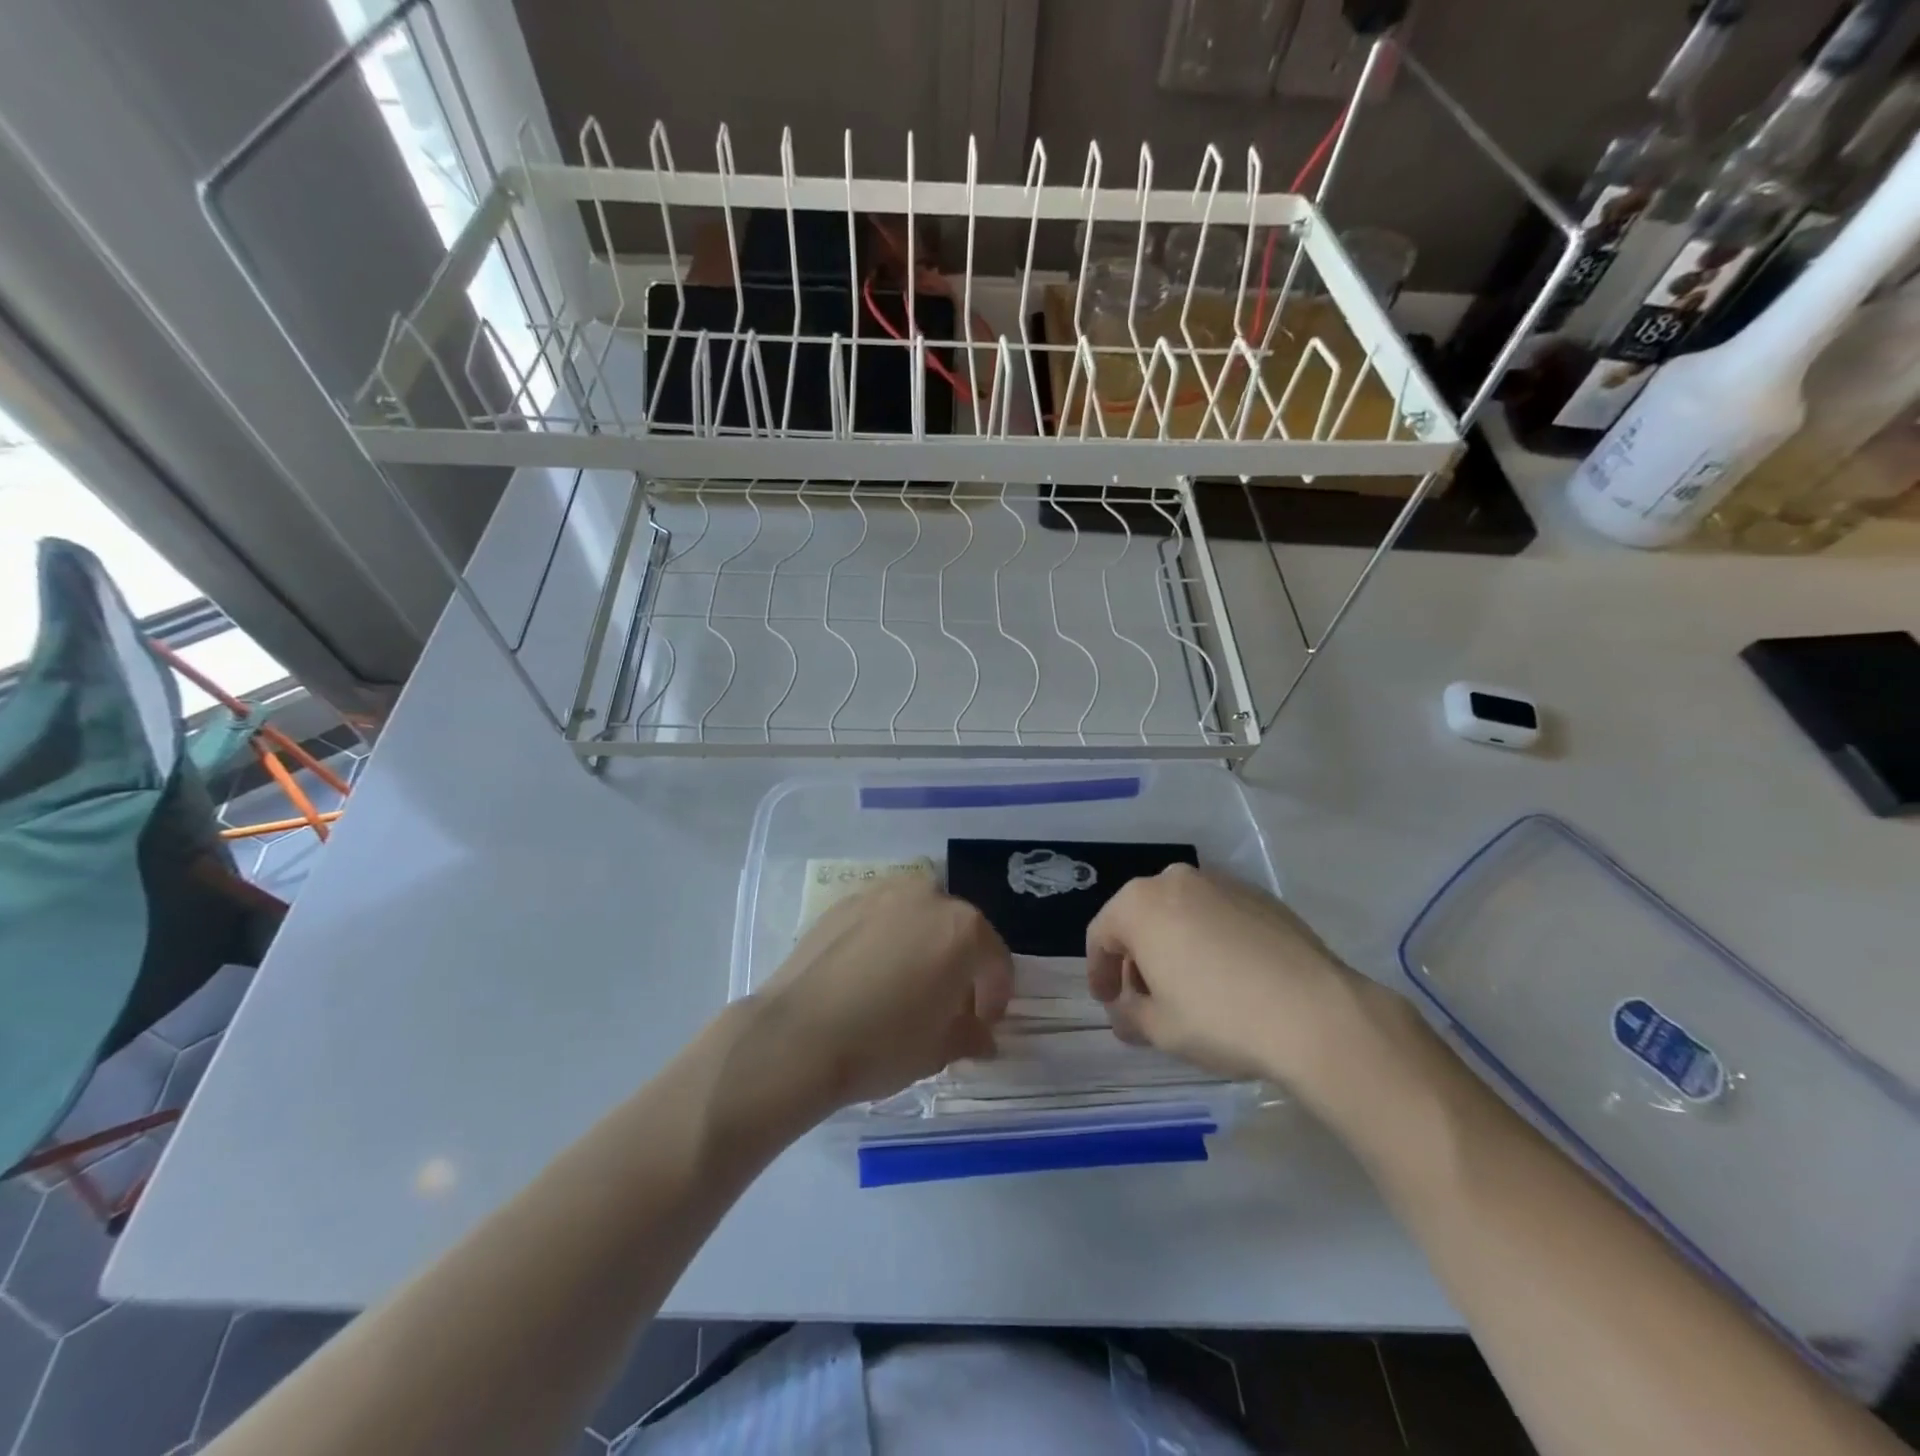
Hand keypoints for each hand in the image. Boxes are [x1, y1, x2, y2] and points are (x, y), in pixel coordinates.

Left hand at [754, 877, 1012, 1111]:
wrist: (797, 1036)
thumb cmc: (883, 1044)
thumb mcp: (938, 1049)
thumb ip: (970, 1035)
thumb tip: (982, 1036)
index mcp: (963, 928)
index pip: (995, 961)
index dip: (994, 996)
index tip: (982, 1025)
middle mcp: (927, 896)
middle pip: (957, 930)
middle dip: (959, 965)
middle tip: (947, 1005)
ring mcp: (882, 893)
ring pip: (918, 917)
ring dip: (923, 945)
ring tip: (907, 985)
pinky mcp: (843, 902)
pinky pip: (881, 918)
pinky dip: (886, 939)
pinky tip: (870, 974)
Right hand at [1085, 864, 1358, 1084]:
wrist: (1315, 1014)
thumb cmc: (1219, 1018)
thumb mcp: (1159, 1029)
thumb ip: (1129, 1015)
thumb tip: (1125, 1012)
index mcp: (1140, 904)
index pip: (1102, 934)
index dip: (1099, 971)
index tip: (1107, 1001)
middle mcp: (1176, 880)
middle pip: (1141, 917)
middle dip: (1137, 956)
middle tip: (1145, 997)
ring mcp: (1222, 883)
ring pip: (1181, 912)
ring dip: (1174, 944)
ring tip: (1189, 987)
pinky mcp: (1261, 896)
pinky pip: (1218, 914)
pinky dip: (1210, 938)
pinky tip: (1229, 976)